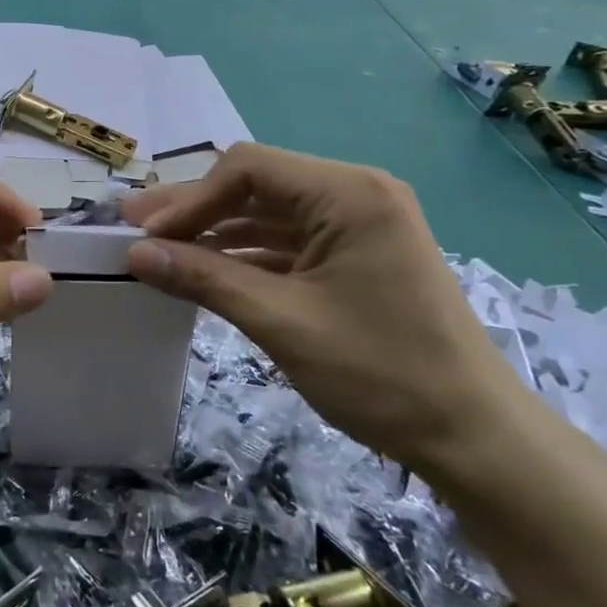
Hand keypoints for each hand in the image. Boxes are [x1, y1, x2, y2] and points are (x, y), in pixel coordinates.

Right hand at [123, 144, 529, 478]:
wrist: (473, 438)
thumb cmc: (380, 373)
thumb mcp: (281, 321)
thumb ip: (204, 278)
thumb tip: (134, 254)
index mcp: (348, 194)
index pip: (248, 168)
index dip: (190, 198)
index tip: (148, 236)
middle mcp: (355, 194)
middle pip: (255, 186)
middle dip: (194, 210)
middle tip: (134, 230)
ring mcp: (358, 226)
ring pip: (267, 215)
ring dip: (214, 233)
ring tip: (158, 250)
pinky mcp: (355, 256)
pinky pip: (286, 242)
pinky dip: (244, 255)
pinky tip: (204, 270)